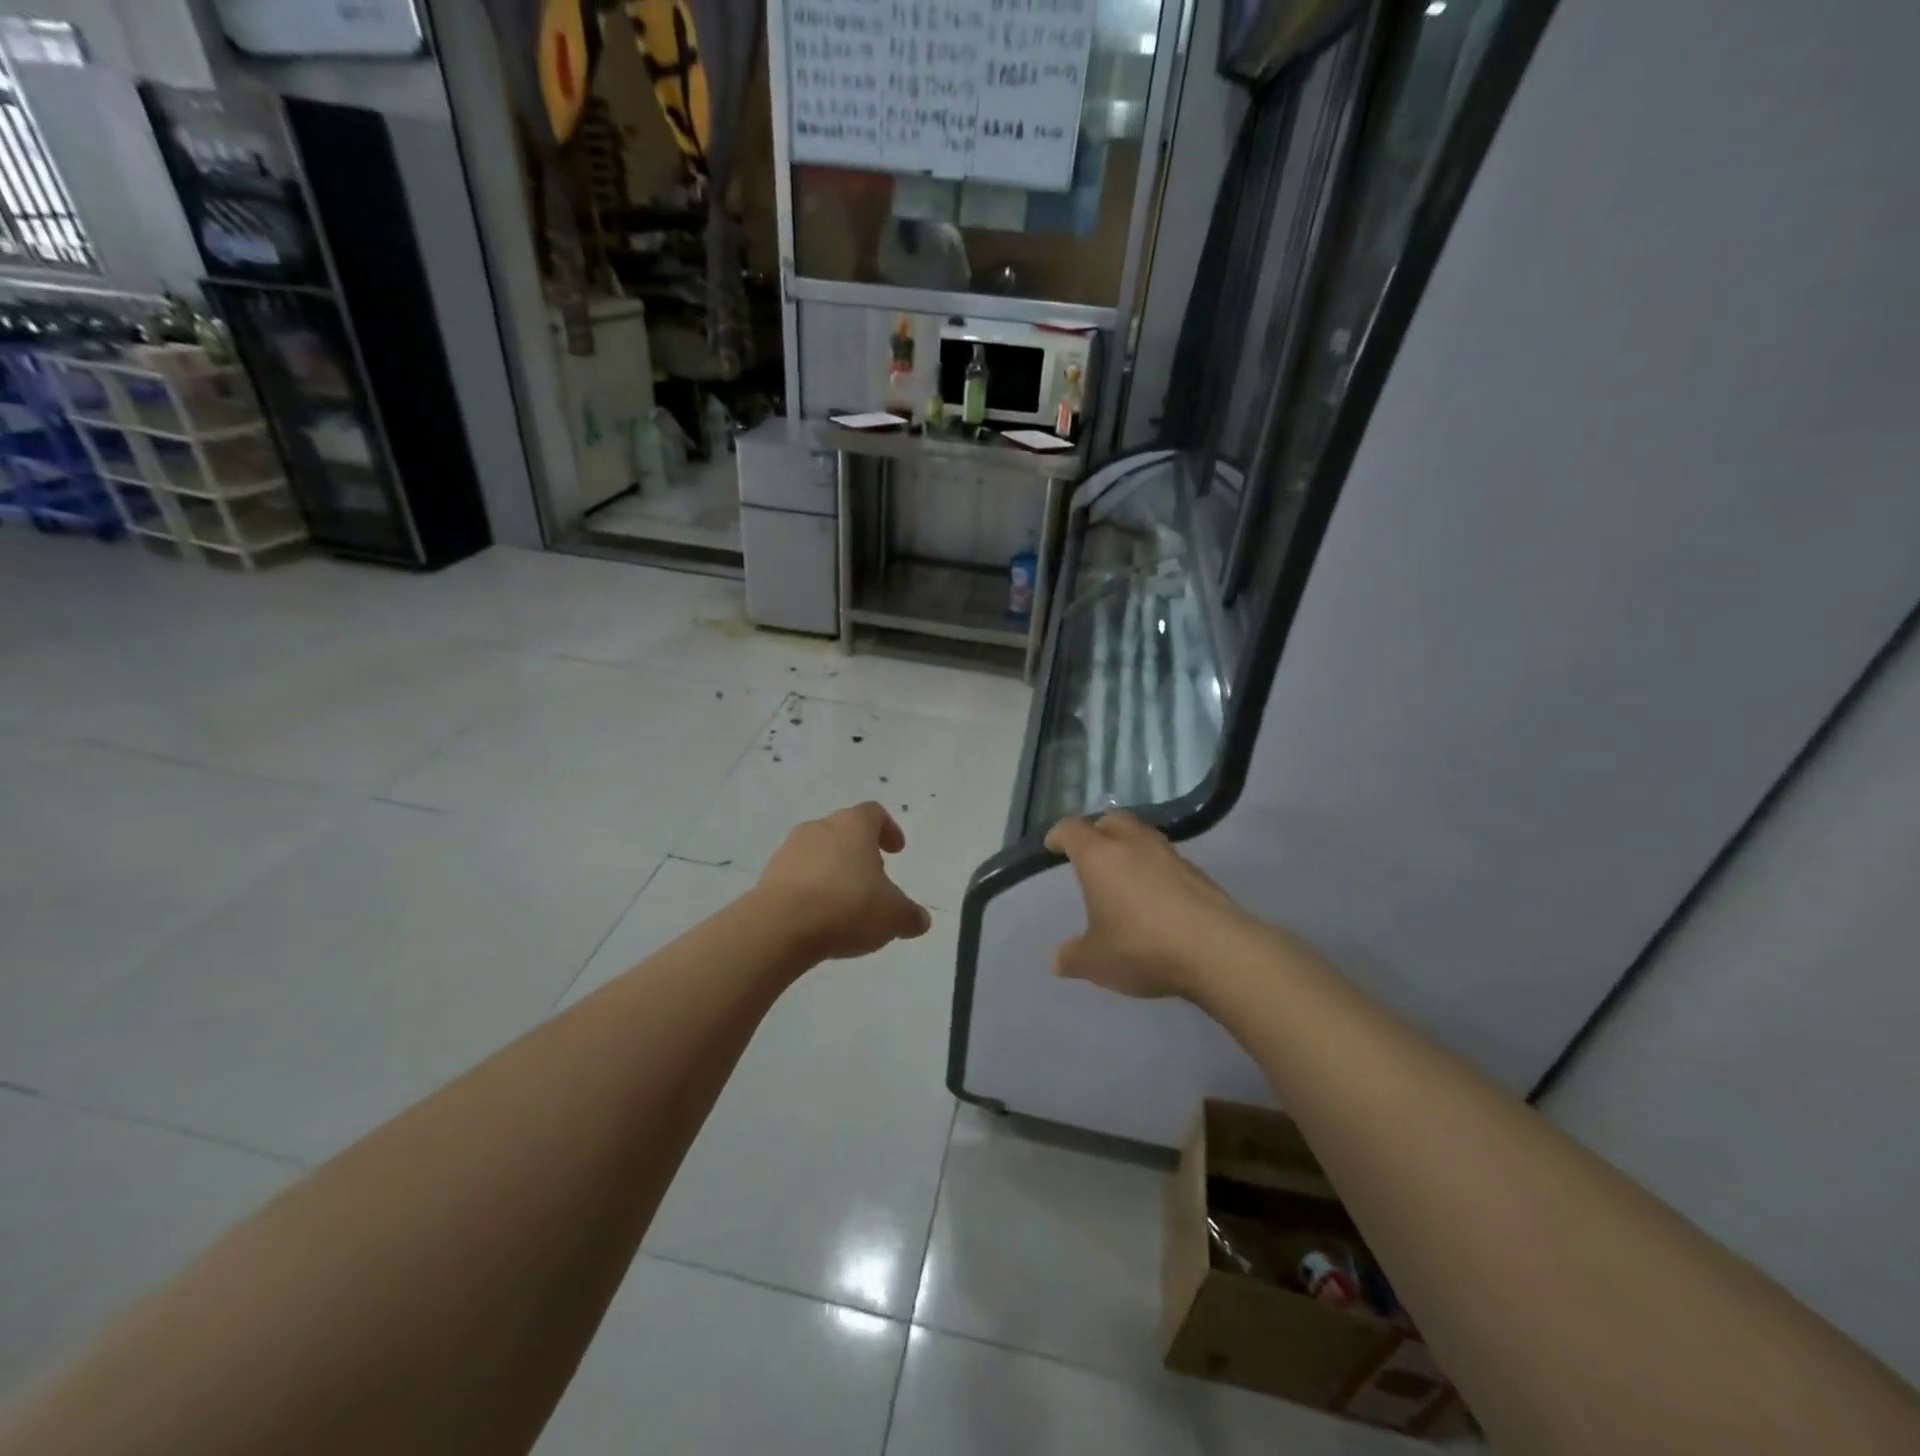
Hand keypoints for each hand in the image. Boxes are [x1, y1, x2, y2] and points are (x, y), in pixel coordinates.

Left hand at [756, 802, 932, 962]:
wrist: (780, 927)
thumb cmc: (847, 906)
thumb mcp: (893, 916)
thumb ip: (910, 916)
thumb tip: (920, 920)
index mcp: (853, 825)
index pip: (874, 813)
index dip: (888, 829)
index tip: (896, 850)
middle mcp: (820, 828)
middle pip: (844, 831)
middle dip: (860, 852)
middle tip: (873, 877)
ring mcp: (789, 850)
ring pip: (818, 853)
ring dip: (833, 871)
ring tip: (845, 902)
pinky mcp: (768, 876)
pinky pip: (797, 877)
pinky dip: (811, 889)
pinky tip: (819, 916)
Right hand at [1045, 811, 1258, 998]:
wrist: (1216, 950)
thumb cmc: (1142, 947)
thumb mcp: (1097, 961)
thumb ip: (1073, 957)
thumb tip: (1057, 960)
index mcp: (1100, 857)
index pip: (1072, 830)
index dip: (1059, 834)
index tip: (1052, 844)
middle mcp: (1134, 845)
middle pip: (1112, 820)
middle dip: (1097, 830)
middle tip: (1090, 850)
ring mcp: (1170, 855)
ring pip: (1143, 835)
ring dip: (1129, 844)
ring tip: (1123, 870)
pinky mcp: (1197, 873)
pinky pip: (1167, 858)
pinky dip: (1154, 866)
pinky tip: (1155, 893)